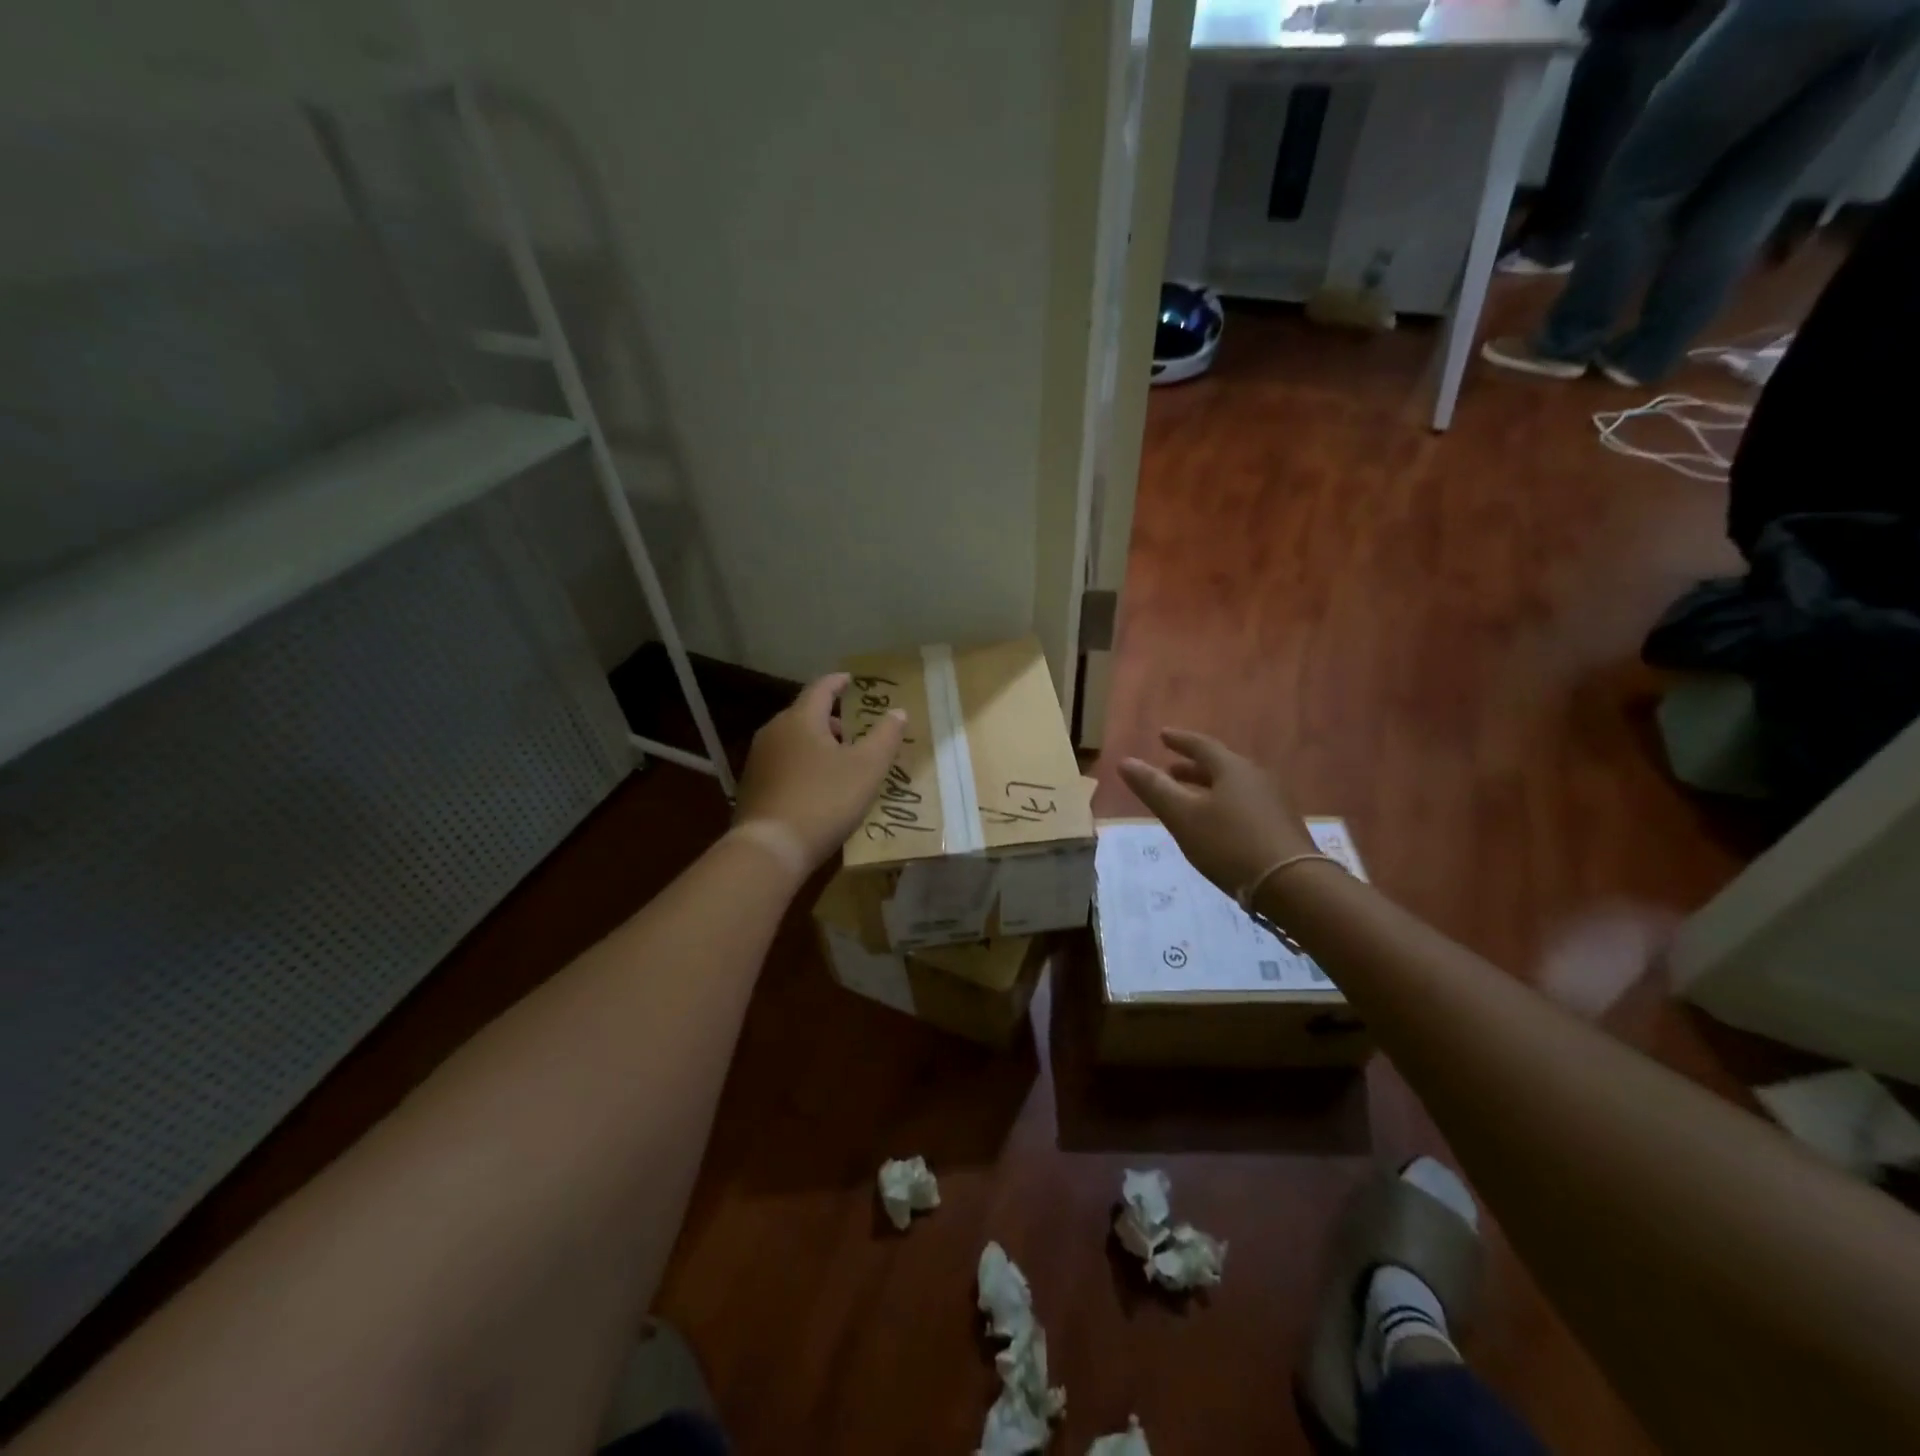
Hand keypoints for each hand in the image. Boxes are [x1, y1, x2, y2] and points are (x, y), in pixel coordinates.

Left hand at [734, 673, 907, 868]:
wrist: (771, 848)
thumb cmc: (825, 800)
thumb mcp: (867, 768)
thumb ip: (885, 736)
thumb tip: (897, 712)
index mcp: (801, 719)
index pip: (822, 688)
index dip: (840, 682)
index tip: (853, 681)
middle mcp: (774, 731)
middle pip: (806, 714)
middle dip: (832, 719)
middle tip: (858, 731)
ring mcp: (759, 759)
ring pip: (794, 740)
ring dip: (818, 744)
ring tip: (842, 762)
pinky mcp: (752, 786)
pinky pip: (784, 764)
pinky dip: (804, 765)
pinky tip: (818, 787)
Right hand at [1117, 729, 1315, 896]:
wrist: (1292, 885)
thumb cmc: (1230, 844)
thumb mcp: (1183, 817)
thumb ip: (1154, 788)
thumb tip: (1125, 761)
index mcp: (1232, 768)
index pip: (1201, 745)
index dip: (1179, 740)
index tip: (1162, 735)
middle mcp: (1255, 777)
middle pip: (1219, 765)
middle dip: (1192, 767)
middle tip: (1170, 770)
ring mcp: (1272, 802)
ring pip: (1232, 786)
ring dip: (1207, 787)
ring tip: (1189, 798)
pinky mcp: (1280, 826)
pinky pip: (1244, 805)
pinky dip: (1222, 805)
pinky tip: (1215, 825)